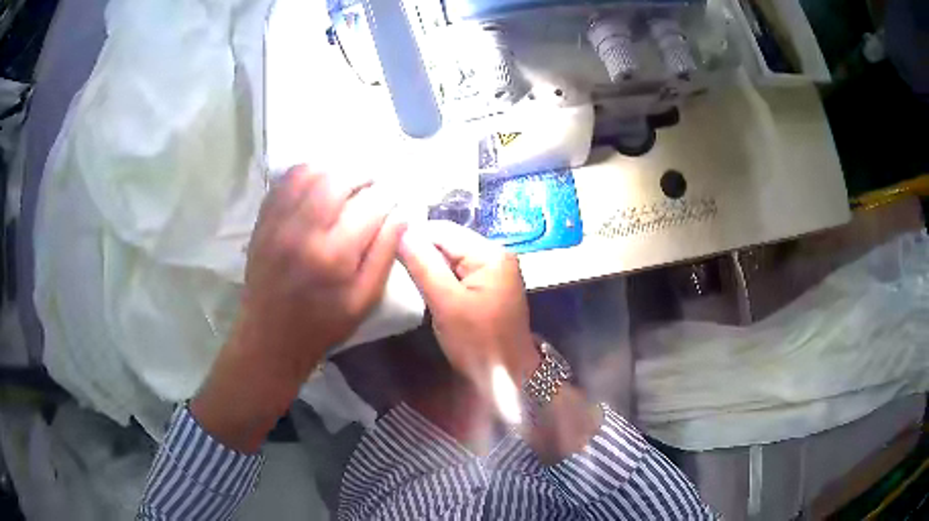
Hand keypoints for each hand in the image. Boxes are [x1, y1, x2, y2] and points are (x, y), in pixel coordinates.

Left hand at [192, 165, 403, 451]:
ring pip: (310, 171)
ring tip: (346, 183)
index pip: (371, 205)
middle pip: (338, 178)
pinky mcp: (264, 219)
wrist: (270, 336)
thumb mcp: (364, 300)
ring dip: (334, 170)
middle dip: (363, 175)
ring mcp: (279, 220)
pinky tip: (318, 185)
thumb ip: (385, 254)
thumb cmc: (322, 323)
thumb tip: (402, 213)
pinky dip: (307, 174)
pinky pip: (286, 180)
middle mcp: (304, 229)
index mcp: (334, 254)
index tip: (394, 198)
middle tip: (372, 185)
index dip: (388, 197)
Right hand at [397, 221, 539, 392]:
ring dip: (427, 267)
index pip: (443, 230)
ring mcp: (493, 270)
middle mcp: (495, 254)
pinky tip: (425, 289)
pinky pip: (457, 272)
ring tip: (405, 280)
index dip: (413, 238)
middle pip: (447, 242)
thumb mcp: (447, 304)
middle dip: (420, 253)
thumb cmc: (478, 343)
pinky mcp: (487, 286)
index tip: (385, 253)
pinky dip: (439, 278)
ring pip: (449, 257)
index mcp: (490, 253)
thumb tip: (401, 230)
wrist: (508, 376)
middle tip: (392, 269)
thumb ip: (424, 265)